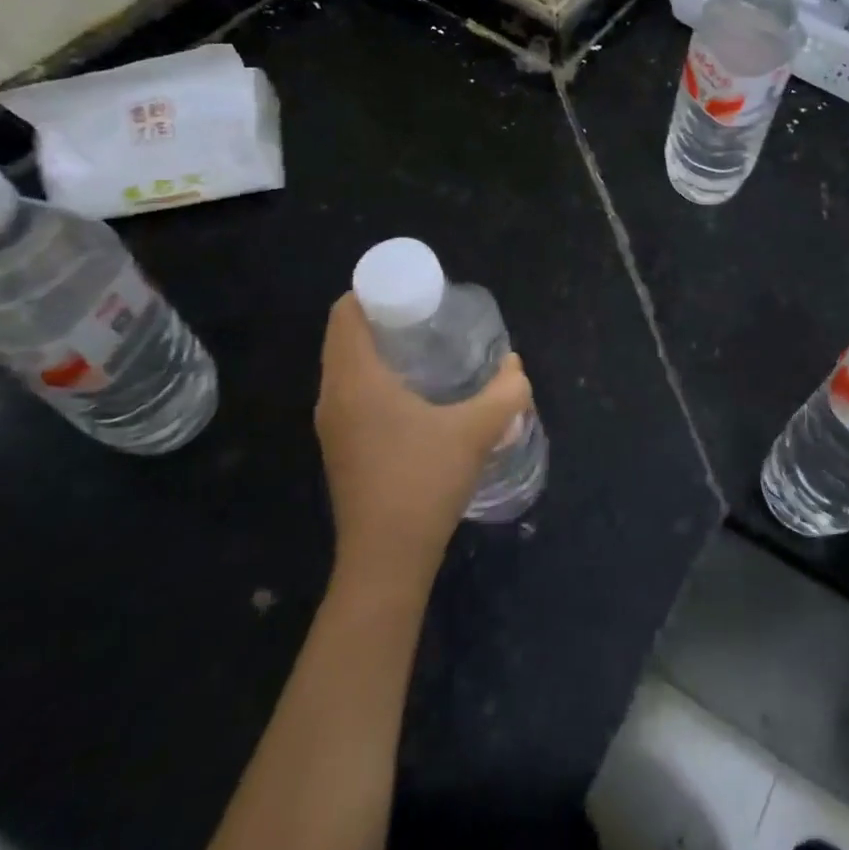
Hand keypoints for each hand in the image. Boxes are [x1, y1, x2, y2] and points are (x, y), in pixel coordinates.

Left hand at [316, 295, 532, 580]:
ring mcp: (332, 424)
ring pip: (345, 365)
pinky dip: (374, 374)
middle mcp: (333, 396)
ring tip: (424, 346)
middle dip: (381, 316)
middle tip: (428, 314)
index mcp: (355, 380)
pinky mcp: (340, 447)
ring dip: (377, 347)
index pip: (345, 313)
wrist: (386, 560)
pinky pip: (349, 390)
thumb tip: (516, 366)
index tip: (413, 290)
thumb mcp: (476, 431)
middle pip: (344, 335)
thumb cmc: (424, 482)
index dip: (374, 290)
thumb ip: (505, 392)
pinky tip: (414, 390)